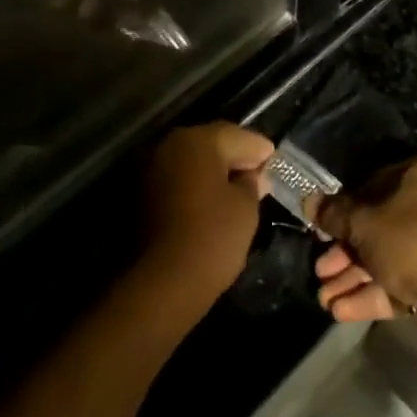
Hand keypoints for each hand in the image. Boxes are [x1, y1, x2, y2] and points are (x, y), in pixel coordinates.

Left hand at [139, 123, 272, 306]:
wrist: (164, 280)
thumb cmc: (213, 236)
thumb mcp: (246, 206)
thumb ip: (251, 182)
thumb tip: (252, 175)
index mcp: (197, 140)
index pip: (236, 135)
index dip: (258, 148)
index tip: (274, 160)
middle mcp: (170, 146)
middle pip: (211, 143)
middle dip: (236, 156)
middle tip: (259, 172)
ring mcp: (152, 169)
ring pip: (192, 161)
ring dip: (214, 170)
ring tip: (238, 188)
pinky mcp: (143, 194)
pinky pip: (179, 179)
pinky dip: (196, 184)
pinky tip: (213, 200)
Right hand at [310, 156, 416, 352]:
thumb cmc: (412, 240)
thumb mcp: (363, 223)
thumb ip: (334, 214)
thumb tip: (309, 201)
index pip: (372, 183)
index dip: (342, 207)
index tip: (321, 227)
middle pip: (378, 225)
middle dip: (344, 252)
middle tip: (320, 270)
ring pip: (387, 257)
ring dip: (353, 277)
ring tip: (323, 299)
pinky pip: (400, 281)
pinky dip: (372, 293)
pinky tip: (341, 311)